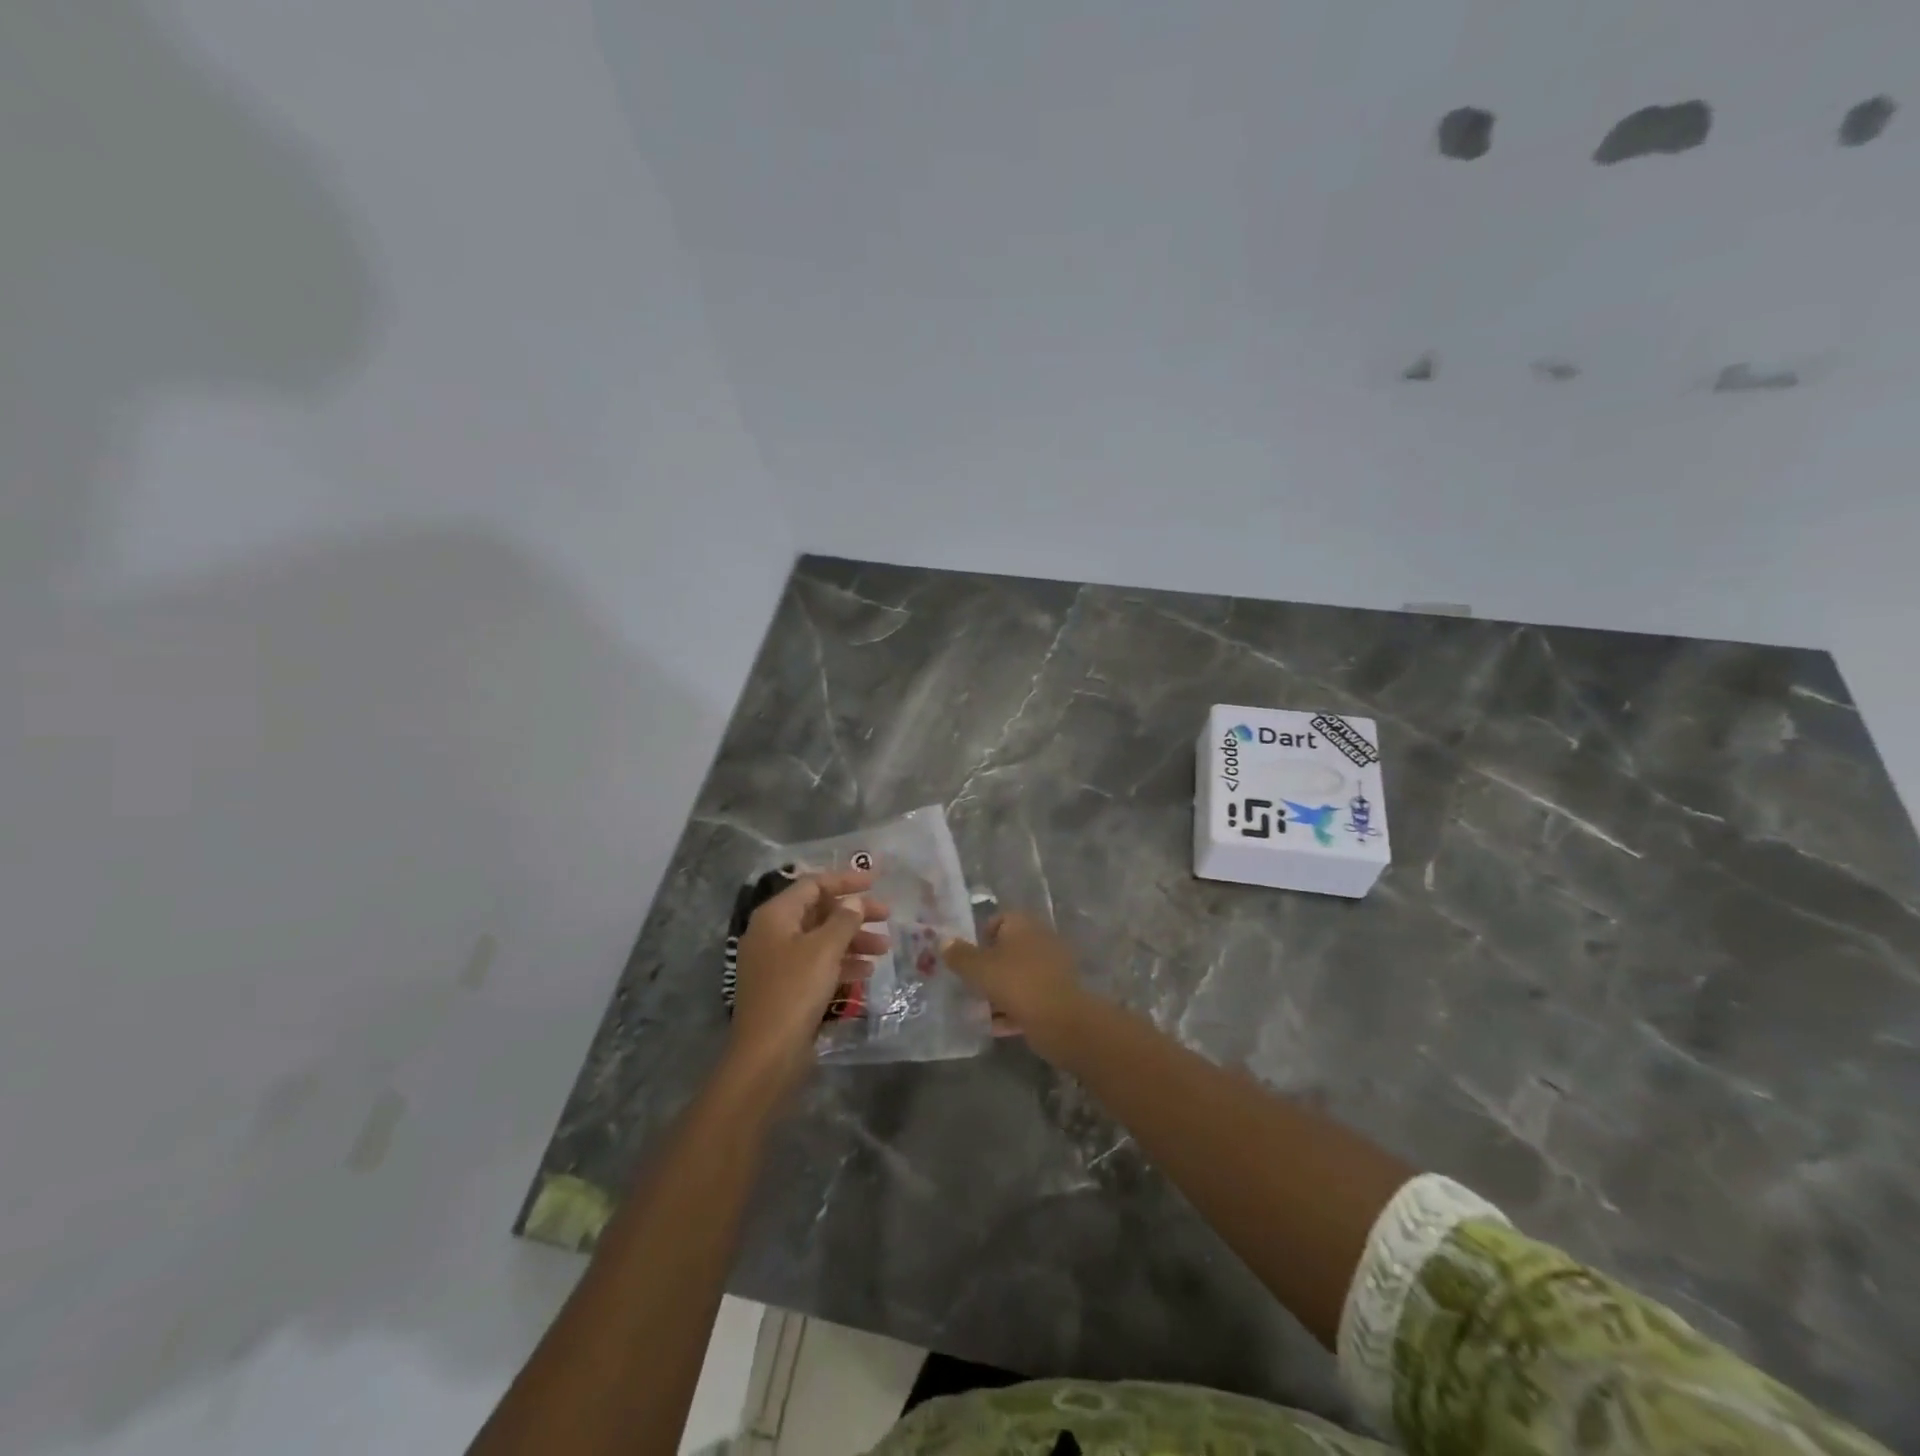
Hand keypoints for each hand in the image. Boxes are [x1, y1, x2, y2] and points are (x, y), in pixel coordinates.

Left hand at [728, 870, 887, 1090]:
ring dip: (853, 940)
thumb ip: (844, 920)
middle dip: (854, 913)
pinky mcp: (786, 988)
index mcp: (775, 916)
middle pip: (818, 911)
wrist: (767, 1054)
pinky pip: (817, 964)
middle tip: (887, 916)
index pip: (813, 885)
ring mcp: (777, 962)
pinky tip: (867, 972)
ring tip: (884, 948)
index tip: (876, 882)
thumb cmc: (795, 991)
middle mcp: (773, 933)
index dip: (845, 880)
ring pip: (821, 940)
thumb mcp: (824, 950)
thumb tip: (855, 901)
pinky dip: (841, 963)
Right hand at [940, 913, 1084, 1057]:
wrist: (1060, 1019)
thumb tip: (943, 940)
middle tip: (970, 985)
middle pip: (1008, 950)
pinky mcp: (1057, 994)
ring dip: (999, 991)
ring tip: (979, 1010)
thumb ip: (959, 955)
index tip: (967, 959)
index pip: (999, 920)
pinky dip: (1013, 1009)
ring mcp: (1052, 968)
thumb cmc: (1015, 983)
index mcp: (1023, 925)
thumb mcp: (978, 968)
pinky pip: (1029, 997)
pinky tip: (996, 1026)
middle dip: (988, 968)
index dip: (981, 937)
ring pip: (1018, 976)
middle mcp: (1040, 940)